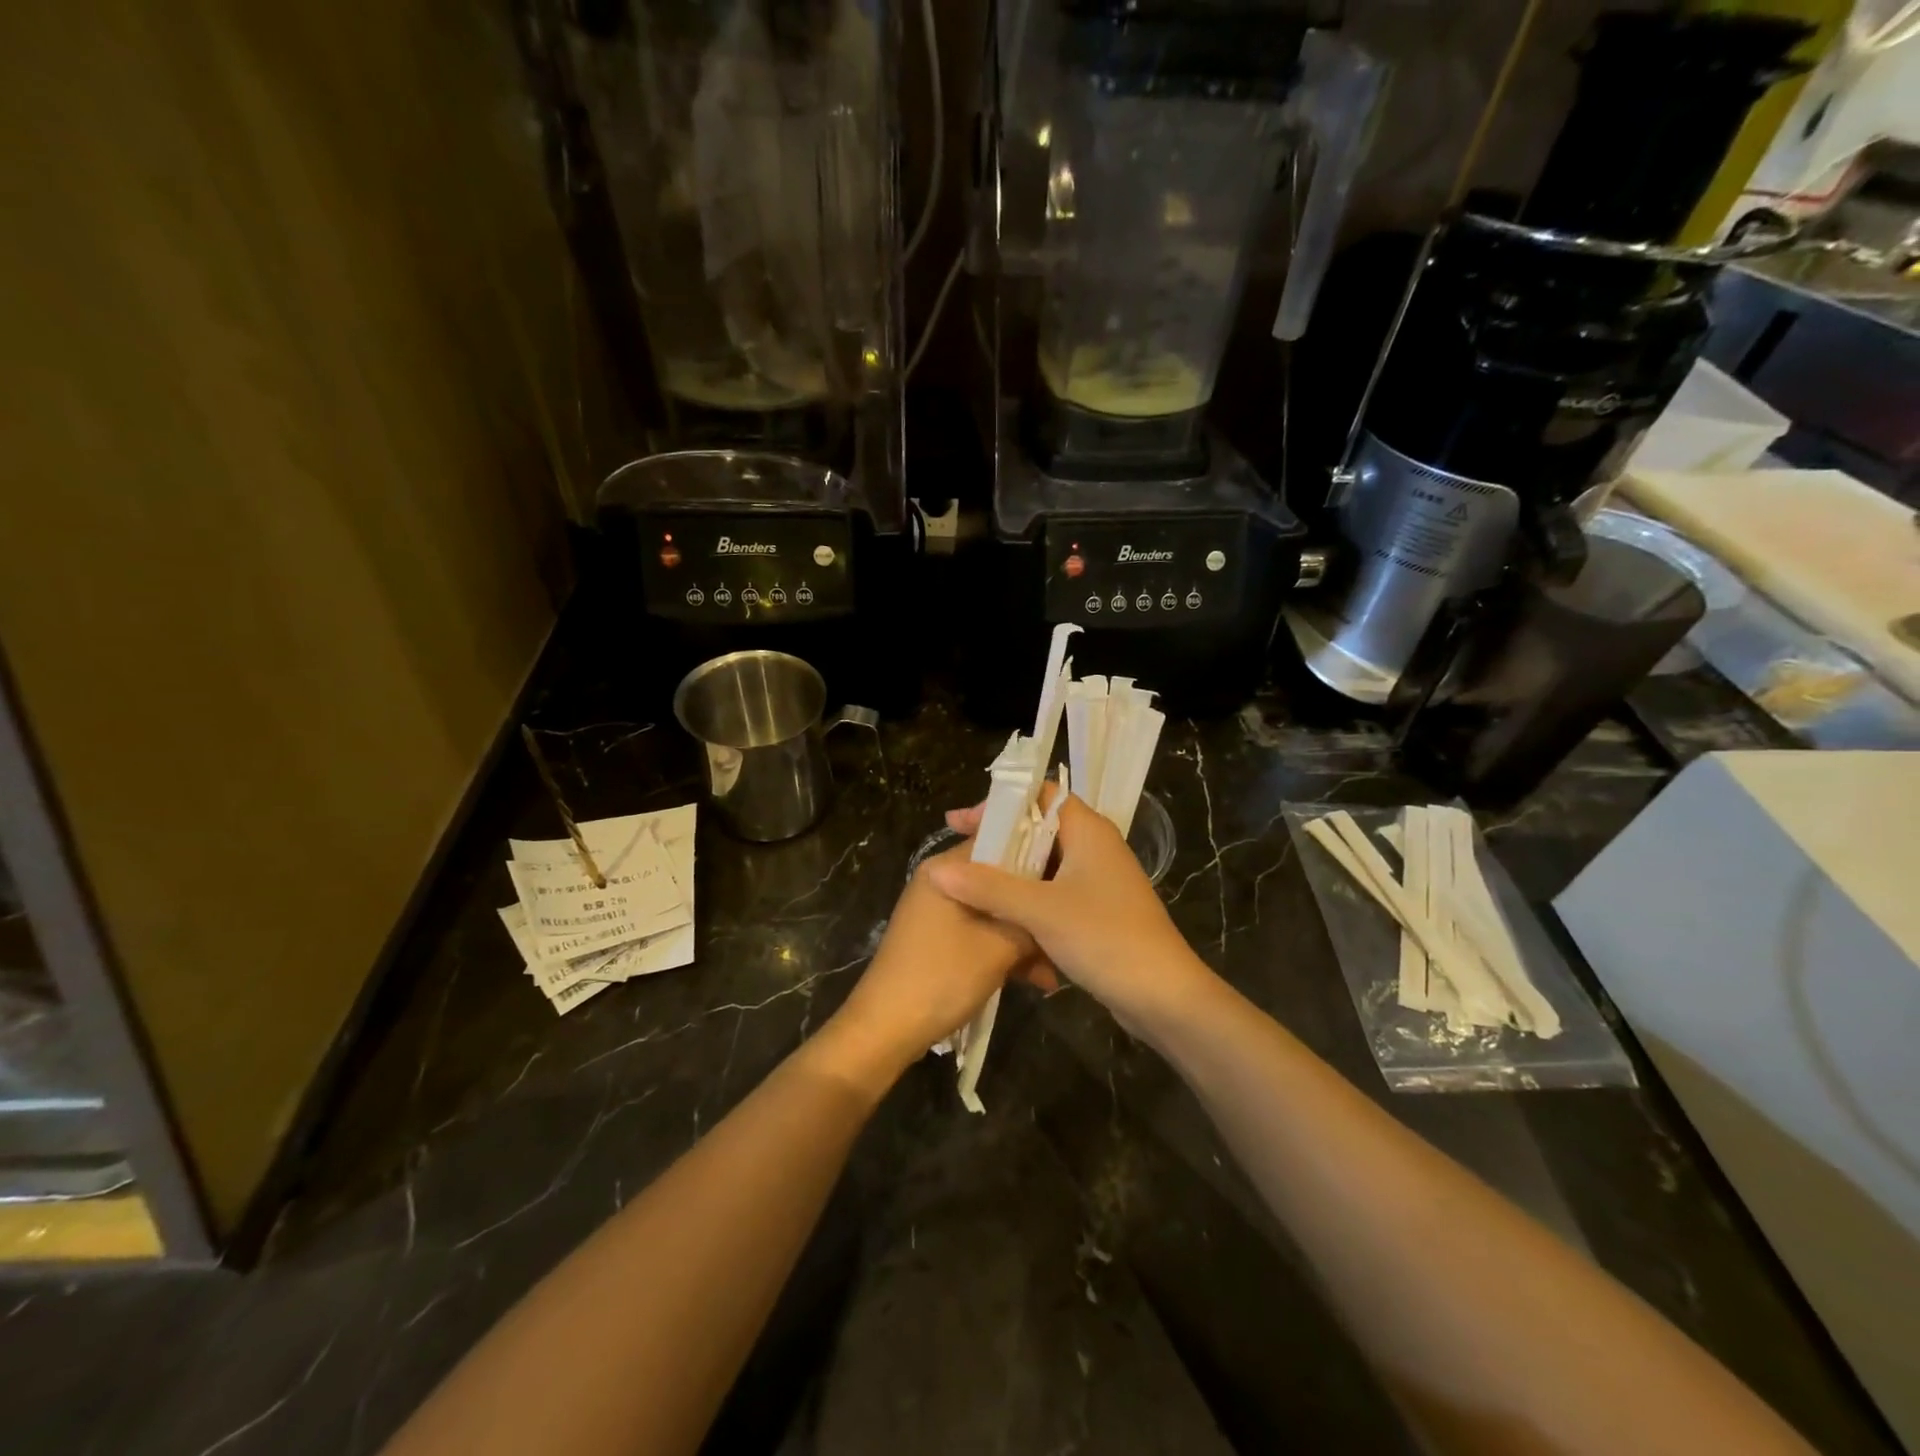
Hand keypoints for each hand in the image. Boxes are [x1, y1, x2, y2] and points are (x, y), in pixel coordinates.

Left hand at [824, 844, 1044, 1085]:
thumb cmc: (941, 977)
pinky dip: (1004, 952)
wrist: (886, 1029)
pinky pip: (981, 933)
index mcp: (947, 869)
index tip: (1070, 877)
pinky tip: (1035, 980)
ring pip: (994, 911)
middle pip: (1000, 881)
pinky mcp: (940, 938)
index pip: (1002, 841)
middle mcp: (942, 881)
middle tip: (1067, 932)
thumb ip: (1031, 923)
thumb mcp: (998, 949)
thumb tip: (1057, 915)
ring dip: (1024, 938)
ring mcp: (939, 911)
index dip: (1040, 856)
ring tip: (1055, 970)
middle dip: (1034, 909)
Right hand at [927, 790, 1216, 1041]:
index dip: (999, 805)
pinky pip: (1053, 888)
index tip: (961, 824)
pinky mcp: (1097, 908)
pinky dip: (1027, 894)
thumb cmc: (1105, 939)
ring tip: (970, 882)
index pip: (1039, 795)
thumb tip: (937, 870)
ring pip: (1044, 862)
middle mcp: (1095, 845)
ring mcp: (1098, 878)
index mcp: (1088, 830)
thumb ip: (988, 887)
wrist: (1163, 996)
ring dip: (1010, 869)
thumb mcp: (1041, 911)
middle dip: (998, 839)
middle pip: (1039, 827)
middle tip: (958, 853)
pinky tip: (1000, 911)